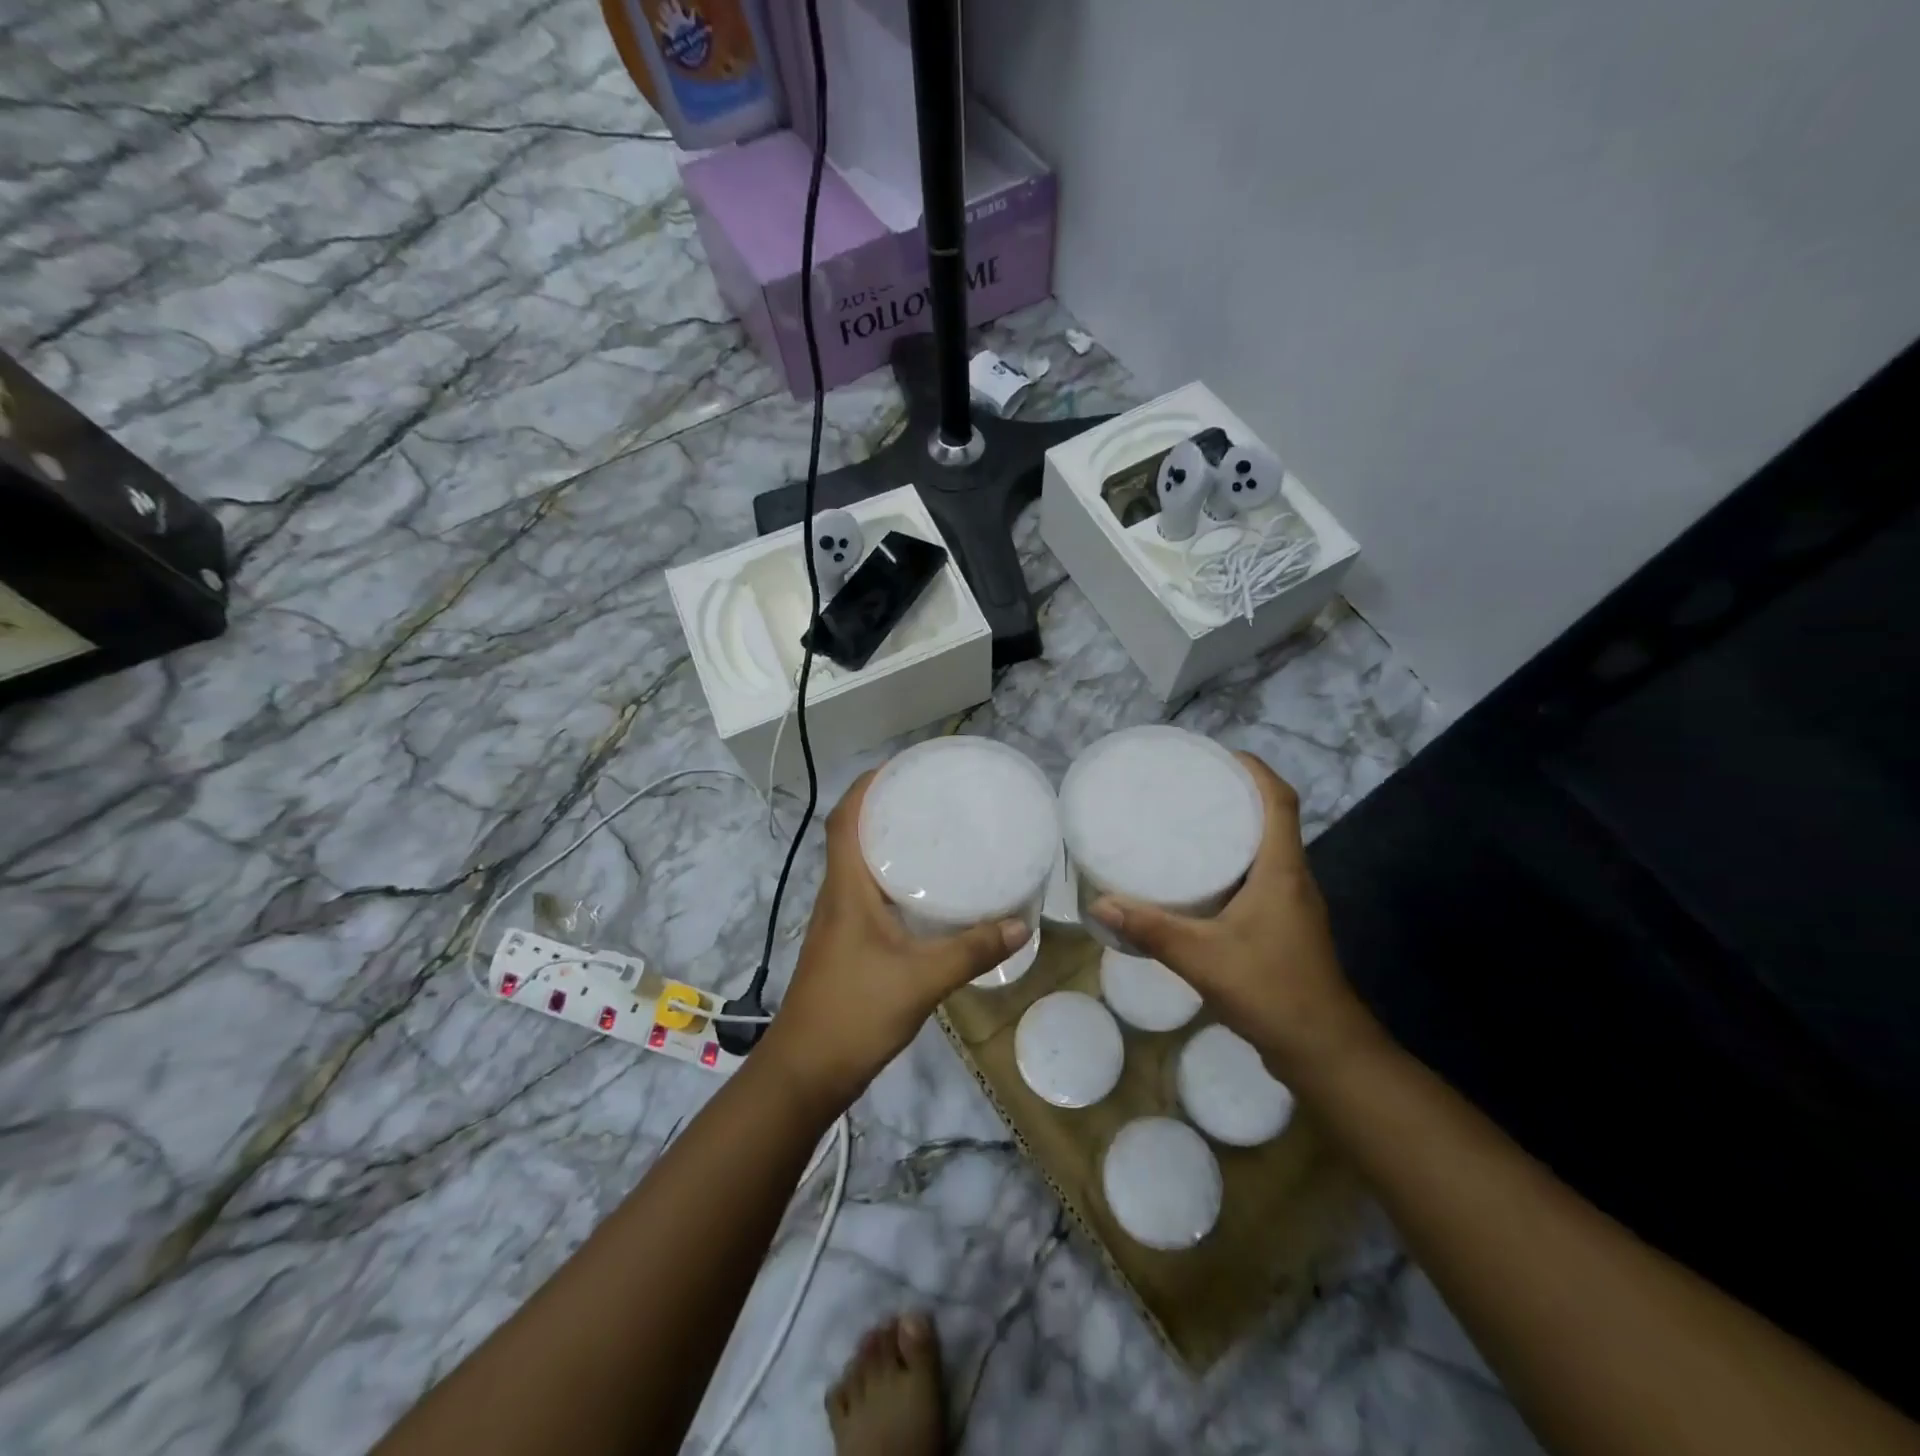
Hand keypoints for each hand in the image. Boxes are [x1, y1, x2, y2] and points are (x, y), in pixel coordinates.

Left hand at [762, 770, 1029, 1111]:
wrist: (806, 1073)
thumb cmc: (854, 1013)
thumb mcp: (920, 980)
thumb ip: (970, 951)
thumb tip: (1021, 924)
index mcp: (846, 890)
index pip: (844, 821)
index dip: (866, 787)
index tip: (901, 767)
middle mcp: (838, 897)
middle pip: (853, 836)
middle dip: (886, 809)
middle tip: (933, 797)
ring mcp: (840, 923)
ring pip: (862, 867)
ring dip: (889, 844)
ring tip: (936, 833)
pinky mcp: (849, 945)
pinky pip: (870, 895)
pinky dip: (895, 881)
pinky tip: (928, 894)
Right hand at [1090, 752, 1380, 1084]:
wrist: (1324, 1051)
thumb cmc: (1271, 991)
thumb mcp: (1203, 958)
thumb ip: (1152, 929)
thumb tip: (1102, 903)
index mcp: (1282, 870)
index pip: (1280, 800)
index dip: (1254, 769)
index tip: (1216, 755)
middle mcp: (1293, 878)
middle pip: (1272, 818)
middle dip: (1235, 794)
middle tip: (1186, 785)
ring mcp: (1292, 904)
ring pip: (1266, 849)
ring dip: (1234, 829)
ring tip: (1186, 822)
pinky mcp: (1285, 925)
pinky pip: (1259, 876)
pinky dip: (1232, 863)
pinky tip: (1198, 879)